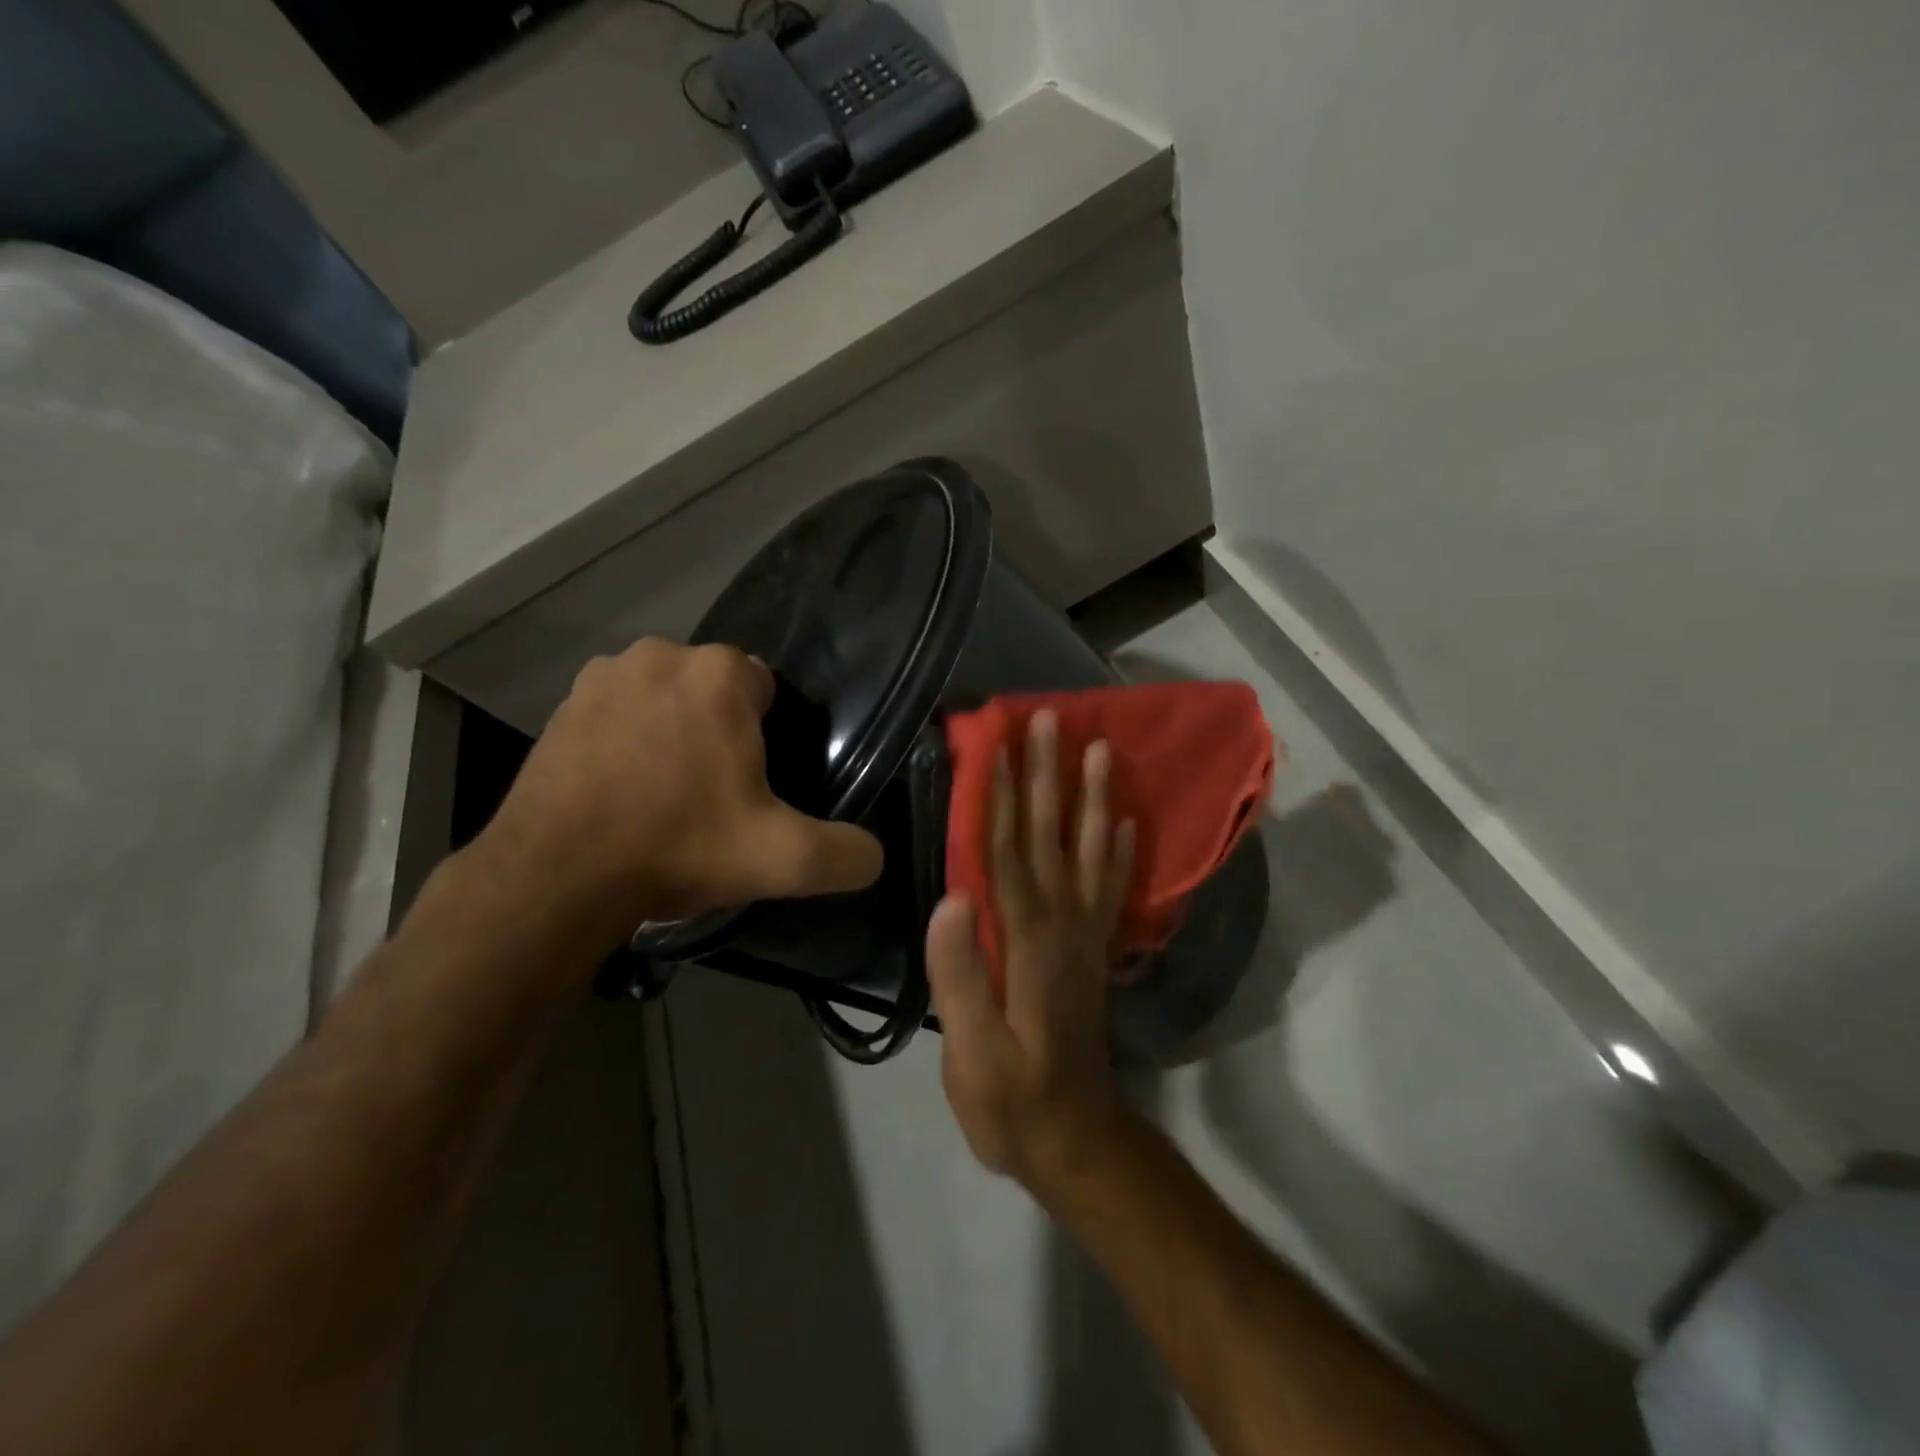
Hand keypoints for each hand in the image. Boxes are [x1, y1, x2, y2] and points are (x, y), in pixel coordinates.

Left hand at [476, 639, 883, 950]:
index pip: (766, 687)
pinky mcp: (560, 707)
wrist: (556, 877)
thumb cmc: (679, 848)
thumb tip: (875, 857)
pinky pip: (617, 715)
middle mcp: (661, 655)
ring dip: (673, 732)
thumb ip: (846, 854)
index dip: (767, 736)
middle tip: (715, 796)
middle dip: (720, 730)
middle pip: (714, 691)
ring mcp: (603, 677)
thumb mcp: (783, 860)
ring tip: (666, 796)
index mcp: (720, 674)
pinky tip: (622, 793)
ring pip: (664, 699)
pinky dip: (626, 741)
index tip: (754, 784)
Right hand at [926, 710, 1137, 1195]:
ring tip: (1098, 748)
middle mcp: (1062, 925)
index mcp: (1026, 942)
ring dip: (1092, 797)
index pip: (1008, 853)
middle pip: (1051, 836)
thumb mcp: (973, 1055)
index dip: (1001, 796)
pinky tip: (1126, 820)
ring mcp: (1085, 936)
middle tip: (1050, 719)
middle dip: (1048, 774)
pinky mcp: (1096, 952)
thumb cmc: (1012, 1100)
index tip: (997, 744)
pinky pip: (1113, 890)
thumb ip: (961, 977)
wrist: (1076, 1140)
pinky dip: (1122, 851)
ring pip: (1089, 851)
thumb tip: (951, 897)